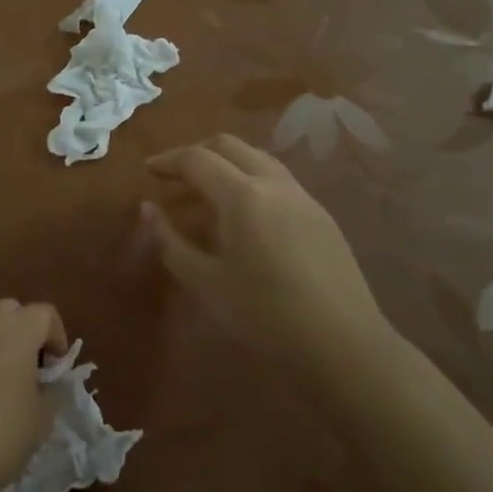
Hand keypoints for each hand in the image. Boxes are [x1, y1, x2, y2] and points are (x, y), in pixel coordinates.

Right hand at [144, 134, 390, 363]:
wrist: (344, 346)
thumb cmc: (265, 316)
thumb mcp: (205, 282)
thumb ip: (170, 241)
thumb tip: (148, 209)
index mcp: (242, 195)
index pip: (197, 159)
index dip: (168, 161)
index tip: (148, 170)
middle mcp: (273, 183)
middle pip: (230, 146)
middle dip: (197, 151)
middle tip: (174, 174)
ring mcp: (303, 197)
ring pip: (258, 158)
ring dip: (227, 162)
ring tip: (207, 190)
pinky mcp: (322, 215)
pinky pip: (278, 180)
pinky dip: (251, 180)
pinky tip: (245, 214)